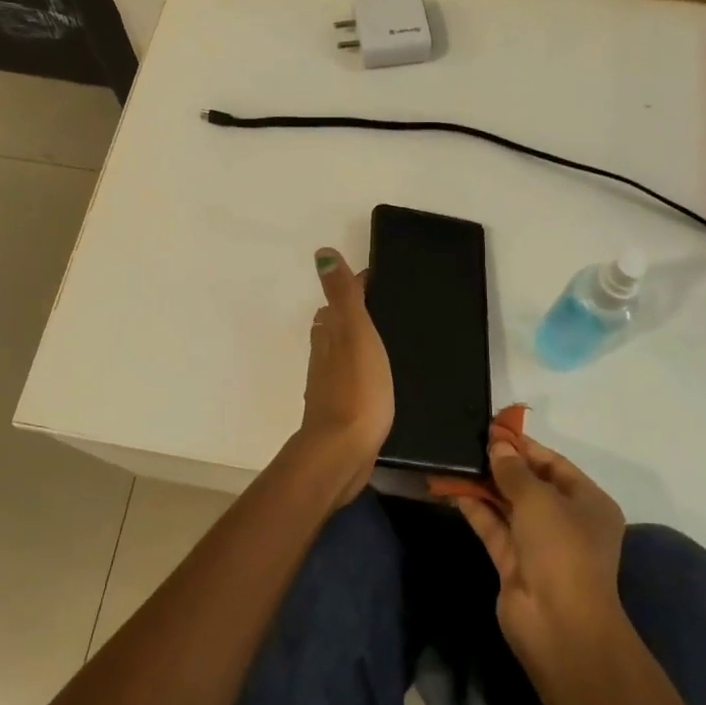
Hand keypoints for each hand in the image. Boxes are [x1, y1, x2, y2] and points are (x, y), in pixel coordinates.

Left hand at [295, 248, 393, 504]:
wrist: (342, 451)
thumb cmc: (356, 387)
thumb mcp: (354, 333)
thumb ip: (342, 295)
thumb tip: (321, 253)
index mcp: (329, 334)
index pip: (339, 300)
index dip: (356, 287)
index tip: (377, 278)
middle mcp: (323, 356)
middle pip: (334, 326)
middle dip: (352, 313)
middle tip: (383, 306)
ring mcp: (329, 385)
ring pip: (338, 353)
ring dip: (352, 341)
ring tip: (382, 338)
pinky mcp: (340, 410)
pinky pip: (349, 379)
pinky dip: (357, 370)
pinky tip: (374, 378)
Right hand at [456, 433, 626, 673]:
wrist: (559, 625)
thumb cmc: (561, 548)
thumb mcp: (538, 498)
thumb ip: (513, 469)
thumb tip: (497, 445)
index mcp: (588, 503)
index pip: (554, 465)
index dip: (524, 447)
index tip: (494, 430)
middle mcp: (567, 522)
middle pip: (531, 485)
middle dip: (502, 465)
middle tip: (470, 442)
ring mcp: (539, 545)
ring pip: (509, 506)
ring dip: (485, 486)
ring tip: (456, 459)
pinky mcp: (514, 564)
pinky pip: (494, 528)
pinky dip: (476, 509)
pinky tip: (452, 488)